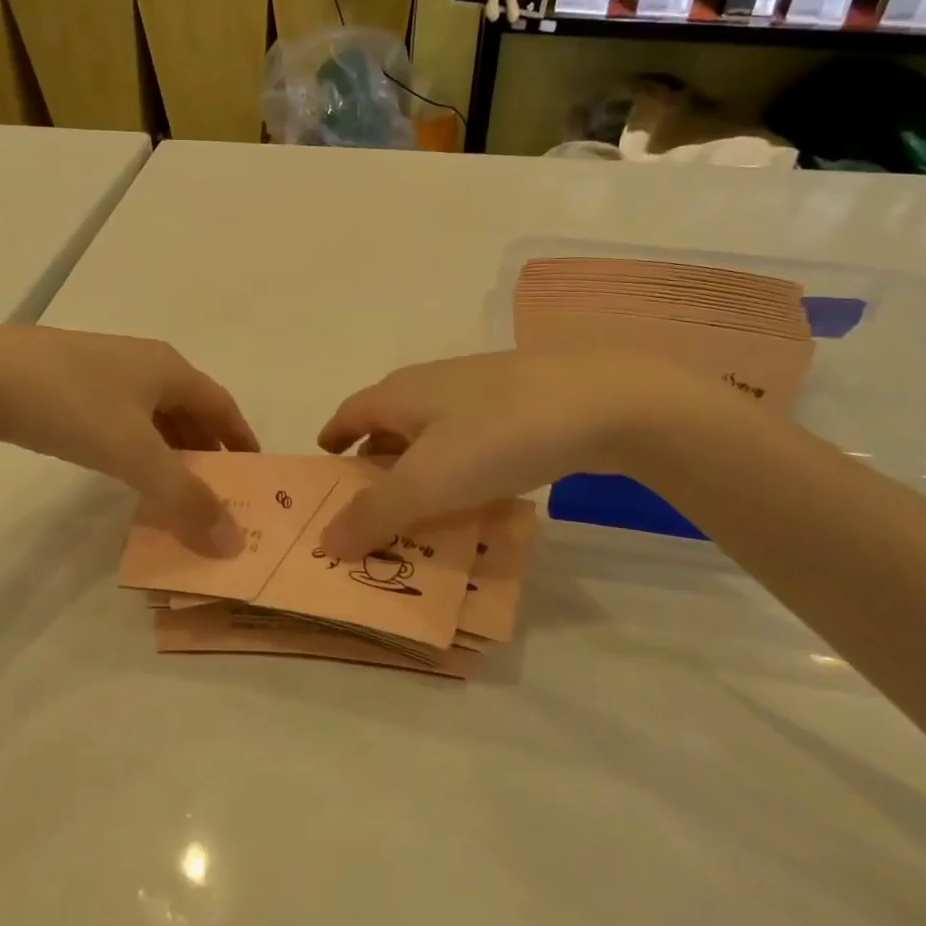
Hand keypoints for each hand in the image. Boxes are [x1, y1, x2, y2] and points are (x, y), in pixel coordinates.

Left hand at [0, 326, 258, 552]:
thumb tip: (232, 541)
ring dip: (170, 450)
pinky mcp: (67, 383)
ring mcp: (102, 370)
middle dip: (206, 450)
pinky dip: (136, 446)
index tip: (254, 475)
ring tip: (174, 489)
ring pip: (152, 415)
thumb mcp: (135, 454)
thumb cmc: (72, 404)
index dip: (241, 439)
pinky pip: (120, 418)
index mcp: (168, 368)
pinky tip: (123, 469)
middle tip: (217, 493)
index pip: (222, 405)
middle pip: (189, 409)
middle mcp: (143, 363)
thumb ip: (185, 498)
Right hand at [314, 350, 723, 558]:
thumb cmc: (496, 436)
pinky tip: (475, 495)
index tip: (324, 462)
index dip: (333, 436)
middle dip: (374, 459)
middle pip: (389, 422)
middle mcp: (433, 385)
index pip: (350, 412)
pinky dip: (457, 467)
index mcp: (400, 394)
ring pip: (432, 433)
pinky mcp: (520, 405)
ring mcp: (480, 392)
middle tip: (367, 503)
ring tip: (418, 509)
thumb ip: (374, 514)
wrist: (601, 401)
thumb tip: (325, 540)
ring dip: (417, 467)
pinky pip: (471, 441)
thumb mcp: (427, 482)